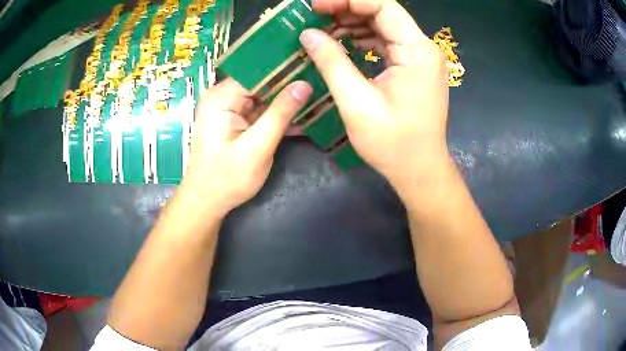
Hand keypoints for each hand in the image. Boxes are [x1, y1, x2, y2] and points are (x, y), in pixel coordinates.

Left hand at [178, 79, 311, 218]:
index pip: (259, 72)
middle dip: (290, 87)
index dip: (287, 70)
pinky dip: (279, 117)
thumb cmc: (227, 178)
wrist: (207, 202)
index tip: (315, 69)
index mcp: (221, 97)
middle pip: (262, 83)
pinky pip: (261, 112)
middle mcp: (223, 97)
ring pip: (265, 98)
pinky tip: (303, 118)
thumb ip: (280, 113)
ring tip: (320, 99)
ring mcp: (229, 109)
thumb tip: (305, 84)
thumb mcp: (257, 147)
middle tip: (322, 85)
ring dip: (288, 103)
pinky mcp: (236, 122)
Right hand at [300, 0, 449, 190]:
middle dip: (346, 10)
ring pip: (383, 27)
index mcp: (417, 51)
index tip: (316, 6)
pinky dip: (363, 40)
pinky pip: (386, 43)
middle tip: (314, 17)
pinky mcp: (414, 67)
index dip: (347, 0)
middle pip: (383, 14)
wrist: (419, 170)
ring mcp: (420, 58)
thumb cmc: (393, 143)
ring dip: (353, 25)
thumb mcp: (357, 102)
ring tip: (322, 30)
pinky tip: (341, 43)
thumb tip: (308, 34)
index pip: (382, 6)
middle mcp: (423, 48)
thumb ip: (332, 62)